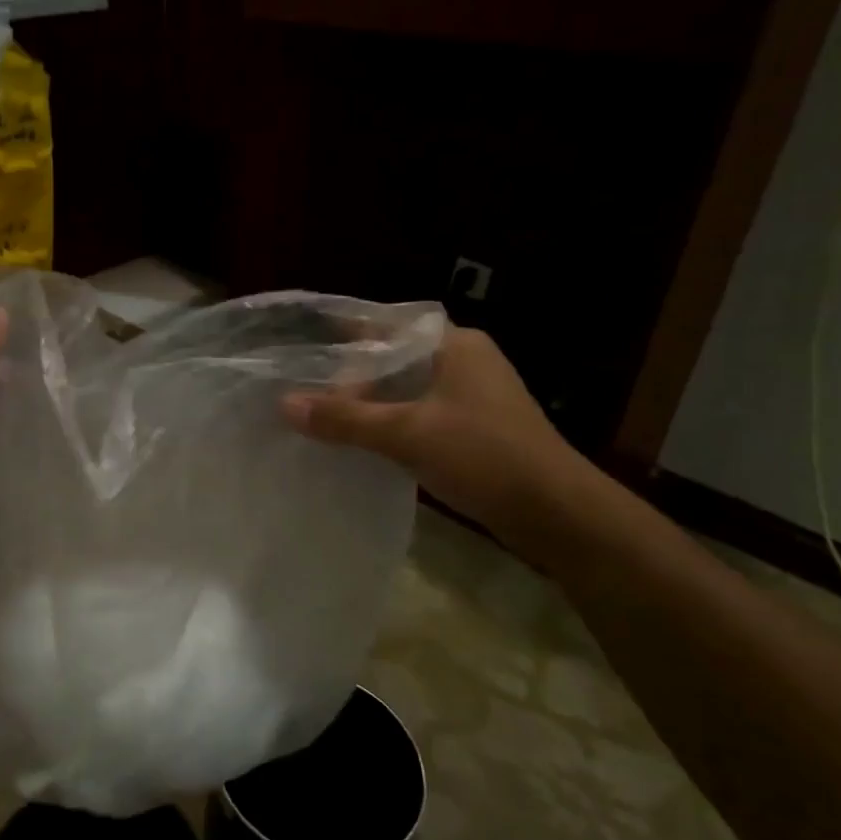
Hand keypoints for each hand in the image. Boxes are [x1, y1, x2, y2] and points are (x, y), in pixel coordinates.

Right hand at [282, 327, 580, 537]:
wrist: (556, 513)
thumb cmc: (484, 456)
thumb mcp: (407, 434)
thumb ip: (345, 419)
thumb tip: (284, 404)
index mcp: (454, 344)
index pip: (387, 326)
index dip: (344, 335)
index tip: (304, 349)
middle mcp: (464, 360)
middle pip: (393, 359)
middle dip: (351, 377)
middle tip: (306, 393)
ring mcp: (472, 395)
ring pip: (406, 389)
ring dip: (370, 403)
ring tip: (323, 417)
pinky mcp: (475, 427)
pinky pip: (420, 414)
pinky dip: (391, 424)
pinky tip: (362, 441)